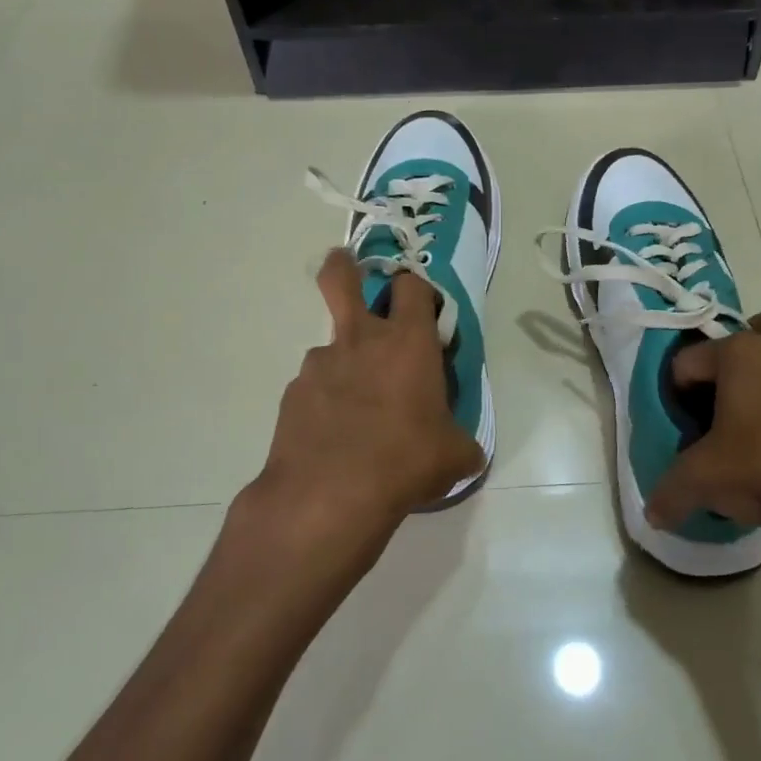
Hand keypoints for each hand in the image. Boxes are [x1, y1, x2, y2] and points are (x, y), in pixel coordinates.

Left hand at [232, 251, 482, 583]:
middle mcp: (361, 340)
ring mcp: (320, 364)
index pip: (413, 286)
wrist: (330, 495)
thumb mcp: (454, 456)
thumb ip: (462, 444)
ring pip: (330, 345)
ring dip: (343, 361)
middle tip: (350, 270)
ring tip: (355, 407)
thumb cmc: (406, 461)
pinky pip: (314, 387)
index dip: (417, 288)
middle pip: (342, 278)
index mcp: (408, 342)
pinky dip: (324, 401)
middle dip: (344, 266)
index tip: (422, 306)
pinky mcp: (293, 394)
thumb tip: (467, 452)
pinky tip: (333, 436)